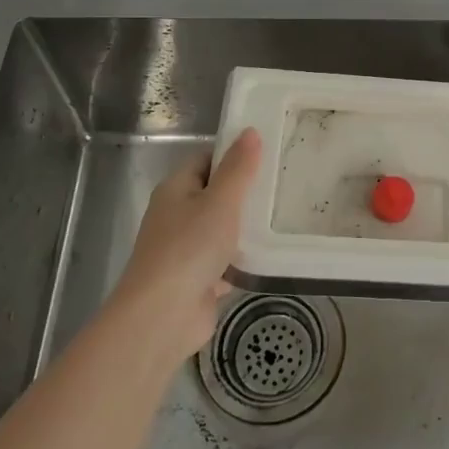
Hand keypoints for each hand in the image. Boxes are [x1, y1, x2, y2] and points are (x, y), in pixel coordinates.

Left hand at [110, 128, 261, 363]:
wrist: (163, 316)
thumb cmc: (189, 248)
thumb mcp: (220, 201)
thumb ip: (238, 168)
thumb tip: (250, 132)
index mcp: (176, 190)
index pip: (206, 160)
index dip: (233, 154)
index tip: (267, 153)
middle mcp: (177, 216)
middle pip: (214, 195)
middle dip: (245, 192)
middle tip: (283, 183)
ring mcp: (186, 250)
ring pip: (221, 230)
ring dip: (246, 228)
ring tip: (284, 215)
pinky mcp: (198, 280)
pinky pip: (226, 261)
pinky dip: (244, 259)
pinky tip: (272, 254)